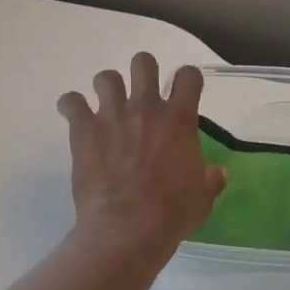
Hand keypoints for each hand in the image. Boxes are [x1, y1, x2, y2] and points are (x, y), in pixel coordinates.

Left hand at [57, 53, 226, 260]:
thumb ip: (210, 179)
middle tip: (141, 93)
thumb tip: (218, 173)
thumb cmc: (172, 213)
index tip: (182, 93)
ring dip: (107, 88)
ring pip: (106, 77)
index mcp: (179, 119)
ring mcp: (112, 115)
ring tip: (107, 106)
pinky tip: (74, 118)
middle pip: (143, 63)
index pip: (188, 76)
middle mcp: (146, 107)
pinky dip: (71, 106)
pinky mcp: (83, 130)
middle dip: (143, 72)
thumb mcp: (202, 198)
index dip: (187, 80)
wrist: (128, 227)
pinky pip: (70, 102)